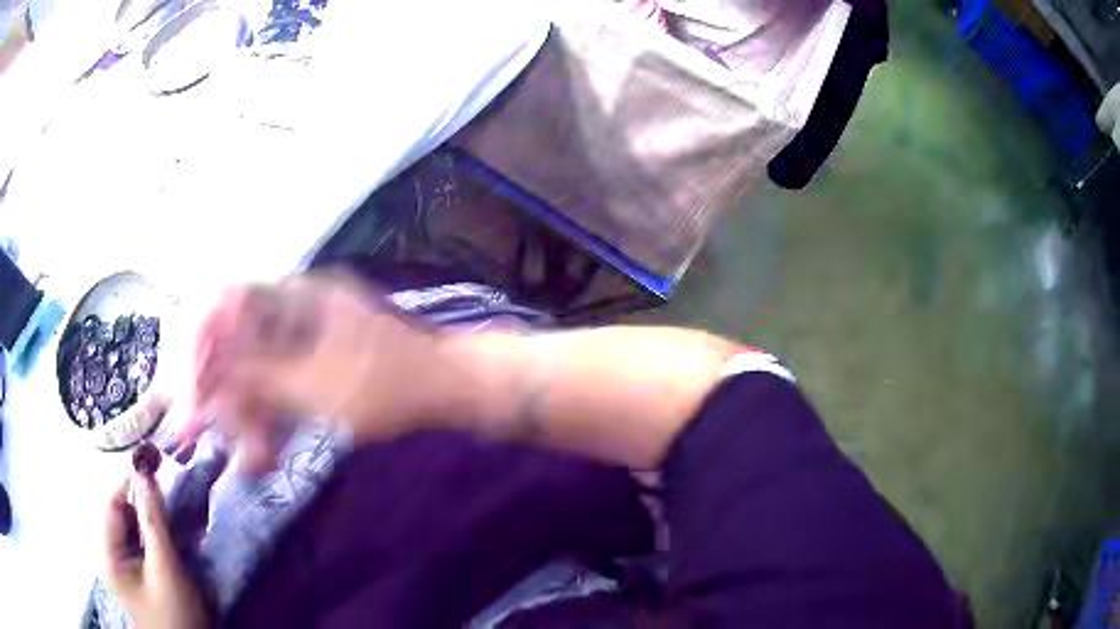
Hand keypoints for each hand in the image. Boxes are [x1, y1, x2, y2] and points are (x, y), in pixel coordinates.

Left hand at [103, 473, 207, 628]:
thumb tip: (145, 471)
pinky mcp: (142, 578)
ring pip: (134, 530)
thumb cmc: (175, 614)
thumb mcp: (166, 568)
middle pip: (122, 516)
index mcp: (109, 554)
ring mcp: (127, 569)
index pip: (112, 504)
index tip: (151, 461)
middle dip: (142, 501)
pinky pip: (143, 546)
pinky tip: (170, 536)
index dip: (129, 482)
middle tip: (166, 487)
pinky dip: (155, 536)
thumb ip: (153, 520)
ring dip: (150, 519)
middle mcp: (112, 557)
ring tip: (171, 511)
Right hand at [178, 274, 438, 469]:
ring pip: (256, 367)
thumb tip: (206, 364)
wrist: (452, 387)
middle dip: (222, 390)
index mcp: (294, 296)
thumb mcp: (316, 385)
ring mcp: (308, 332)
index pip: (224, 304)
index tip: (190, 390)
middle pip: (236, 340)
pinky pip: (280, 382)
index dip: (199, 344)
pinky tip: (265, 448)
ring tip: (249, 455)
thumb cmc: (390, 384)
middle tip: (207, 434)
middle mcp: (295, 305)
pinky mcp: (319, 359)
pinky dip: (271, 413)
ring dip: (247, 411)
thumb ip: (256, 374)